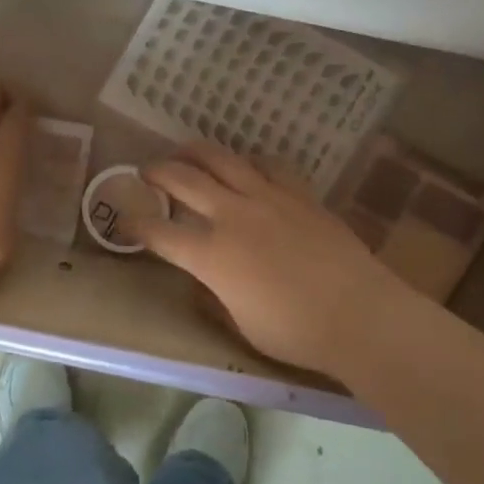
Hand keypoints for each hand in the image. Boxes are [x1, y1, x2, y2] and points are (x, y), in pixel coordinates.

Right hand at [132, 141, 412, 372]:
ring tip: (184, 151)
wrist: (359, 314)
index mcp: (211, 256)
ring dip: (195, 151)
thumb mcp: (241, 325)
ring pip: (221, 159)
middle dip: (158, 171)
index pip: (160, 233)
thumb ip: (214, 298)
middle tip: (147, 170)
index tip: (125, 219)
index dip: (136, 224)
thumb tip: (201, 283)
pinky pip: (267, 164)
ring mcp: (266, 197)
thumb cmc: (296, 332)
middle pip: (183, 180)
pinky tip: (246, 164)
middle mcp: (231, 216)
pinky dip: (248, 161)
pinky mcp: (297, 193)